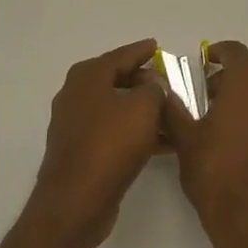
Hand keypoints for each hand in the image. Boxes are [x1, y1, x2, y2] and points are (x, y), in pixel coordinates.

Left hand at [24, 39, 165, 247]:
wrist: (76, 201)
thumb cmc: (110, 145)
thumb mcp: (143, 109)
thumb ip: (154, 90)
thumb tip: (152, 86)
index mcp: (87, 77)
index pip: (120, 56)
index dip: (141, 51)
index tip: (157, 46)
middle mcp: (76, 95)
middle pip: (116, 80)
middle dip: (143, 82)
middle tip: (168, 83)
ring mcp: (75, 124)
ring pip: (116, 108)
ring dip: (142, 111)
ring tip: (172, 115)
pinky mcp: (80, 150)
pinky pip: (112, 132)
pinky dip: (134, 132)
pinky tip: (161, 143)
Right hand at [163, 40, 247, 247]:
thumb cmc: (216, 174)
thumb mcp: (184, 140)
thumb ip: (172, 109)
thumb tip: (161, 91)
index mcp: (246, 83)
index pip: (235, 51)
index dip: (218, 52)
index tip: (203, 64)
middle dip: (236, 69)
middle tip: (211, 90)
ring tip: (225, 111)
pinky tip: (242, 132)